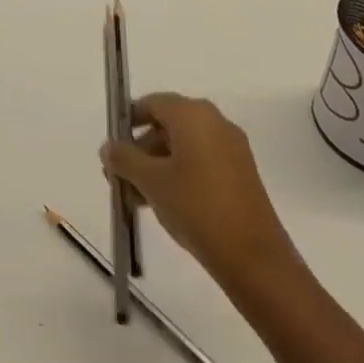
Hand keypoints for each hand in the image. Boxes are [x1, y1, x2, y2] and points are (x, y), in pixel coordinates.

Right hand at [101, 92, 296, 288]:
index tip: (112, 149)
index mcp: (193, 114)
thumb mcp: (151, 181)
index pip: (151, 103)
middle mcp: (214, 122)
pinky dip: (179, 176)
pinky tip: (164, 204)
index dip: (127, 122)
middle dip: (140, 151)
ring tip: (137, 199)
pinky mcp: (241, 174)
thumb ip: (124, 158)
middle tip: (120, 180)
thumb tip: (109, 147)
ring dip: (156, 167)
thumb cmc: (197, 207)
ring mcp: (231, 148)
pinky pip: (200, 163)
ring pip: (182, 147)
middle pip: (166, 125)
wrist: (254, 259)